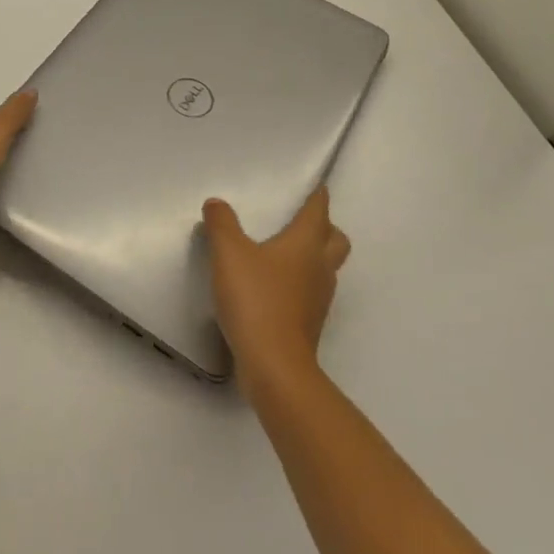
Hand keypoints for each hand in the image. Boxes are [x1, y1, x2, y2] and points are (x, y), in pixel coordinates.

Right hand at [202, 187, 350, 397]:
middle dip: (326, 228)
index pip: (319, 212)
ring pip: (326, 268)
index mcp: (305, 244)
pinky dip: (301, 282)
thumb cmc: (256, 300)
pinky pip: (312, 292)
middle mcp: (319, 268)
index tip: (320, 187)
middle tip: (306, 221)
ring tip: (288, 252)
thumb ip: (221, 224)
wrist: (274, 366)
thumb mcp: (228, 253)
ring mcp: (318, 299)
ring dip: (315, 256)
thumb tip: (216, 204)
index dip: (319, 198)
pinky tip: (276, 286)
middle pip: (336, 241)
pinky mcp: (309, 323)